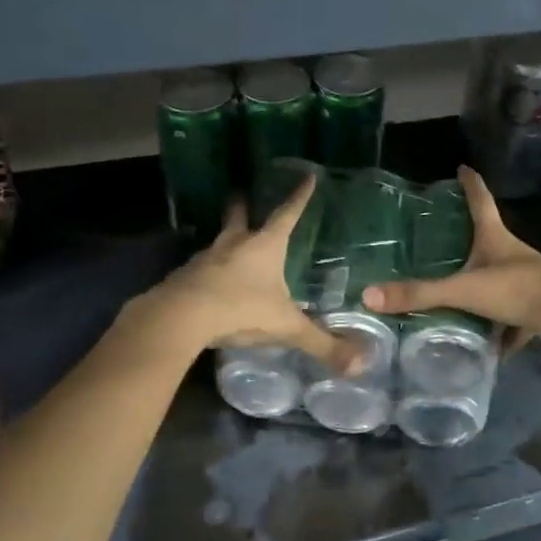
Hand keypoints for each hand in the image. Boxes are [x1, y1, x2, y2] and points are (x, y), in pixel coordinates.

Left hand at [140, 174, 355, 370]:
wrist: (180, 317)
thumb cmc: (240, 309)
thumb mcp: (285, 327)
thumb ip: (321, 344)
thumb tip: (360, 365)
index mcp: (265, 246)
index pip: (288, 214)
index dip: (299, 196)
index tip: (307, 176)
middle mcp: (235, 244)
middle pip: (239, 216)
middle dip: (242, 206)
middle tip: (242, 194)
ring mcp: (206, 258)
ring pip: (218, 242)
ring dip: (225, 240)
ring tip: (230, 246)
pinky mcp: (184, 276)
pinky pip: (200, 268)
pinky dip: (208, 270)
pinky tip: (209, 283)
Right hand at [362, 166, 540, 346]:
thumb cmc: (516, 288)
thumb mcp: (463, 290)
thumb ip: (420, 295)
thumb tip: (368, 295)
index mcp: (494, 238)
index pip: (479, 201)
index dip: (470, 184)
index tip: (462, 167)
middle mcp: (512, 254)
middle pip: (490, 238)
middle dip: (472, 237)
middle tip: (447, 237)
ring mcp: (528, 280)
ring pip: (501, 279)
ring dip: (484, 285)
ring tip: (459, 295)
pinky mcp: (537, 307)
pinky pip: (513, 316)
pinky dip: (501, 329)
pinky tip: (489, 346)